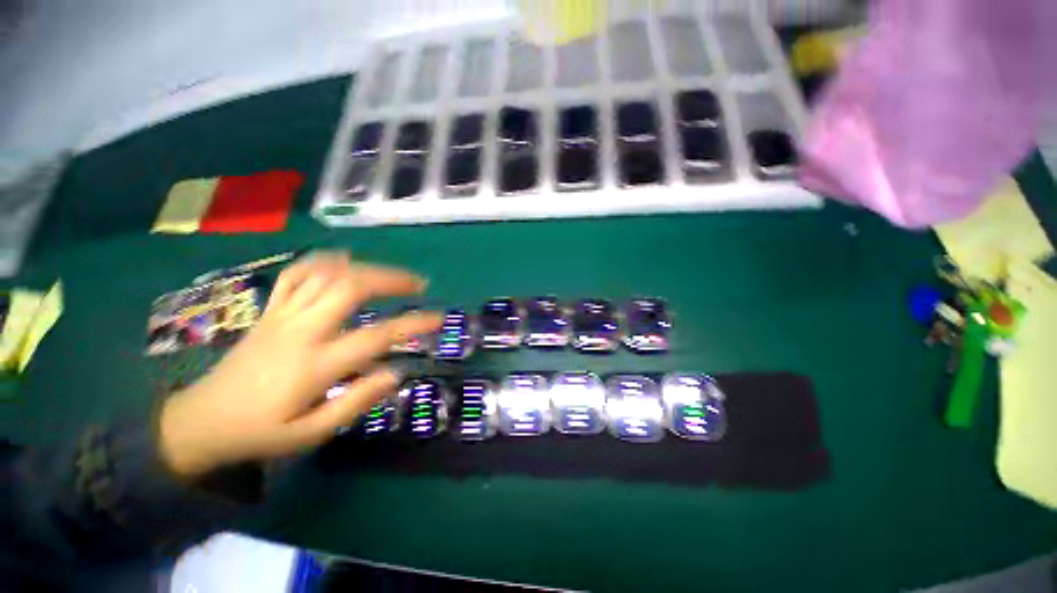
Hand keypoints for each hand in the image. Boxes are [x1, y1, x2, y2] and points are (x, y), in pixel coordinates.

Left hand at [158, 252, 441, 476]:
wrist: (199, 422)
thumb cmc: (259, 432)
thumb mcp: (311, 434)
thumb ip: (356, 402)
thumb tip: (397, 373)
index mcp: (314, 365)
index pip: (376, 336)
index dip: (412, 324)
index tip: (438, 319)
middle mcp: (301, 330)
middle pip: (351, 287)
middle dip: (391, 280)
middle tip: (418, 285)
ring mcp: (282, 316)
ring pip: (327, 275)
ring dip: (366, 268)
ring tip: (391, 275)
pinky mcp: (270, 311)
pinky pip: (297, 275)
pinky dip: (324, 262)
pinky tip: (343, 262)